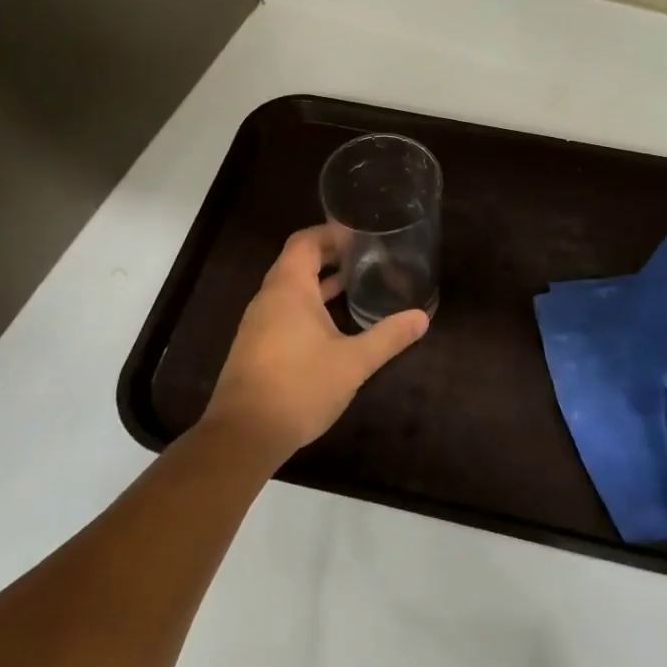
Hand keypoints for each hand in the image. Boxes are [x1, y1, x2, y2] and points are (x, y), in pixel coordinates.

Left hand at [203, 224, 429, 464]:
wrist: (245, 434)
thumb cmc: (299, 386)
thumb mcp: (353, 362)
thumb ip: (388, 337)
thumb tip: (422, 317)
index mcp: (288, 288)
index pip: (305, 241)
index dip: (331, 232)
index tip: (361, 234)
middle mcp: (269, 298)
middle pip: (297, 261)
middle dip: (330, 255)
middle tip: (366, 256)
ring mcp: (259, 323)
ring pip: (291, 288)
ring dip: (320, 282)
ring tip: (355, 283)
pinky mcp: (257, 346)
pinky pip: (285, 310)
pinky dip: (309, 304)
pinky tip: (333, 323)